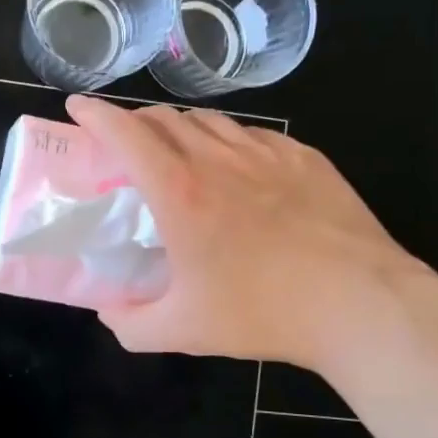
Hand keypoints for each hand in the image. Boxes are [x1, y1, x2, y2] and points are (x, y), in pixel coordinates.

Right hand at [65, 96, 437, 373]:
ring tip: (179, 153)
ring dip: (181, 128)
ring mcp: (267, 153)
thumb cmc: (264, 313)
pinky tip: (238, 168)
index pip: (125, 132)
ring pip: (210, 121)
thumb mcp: (183, 331)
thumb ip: (130, 324)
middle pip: (165, 118)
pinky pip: (253, 135)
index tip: (77, 106)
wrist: (360, 303)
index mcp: (180, 192)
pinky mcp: (305, 157)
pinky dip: (229, 141)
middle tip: (125, 143)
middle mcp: (219, 158)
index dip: (95, 113)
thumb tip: (107, 311)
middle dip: (134, 121)